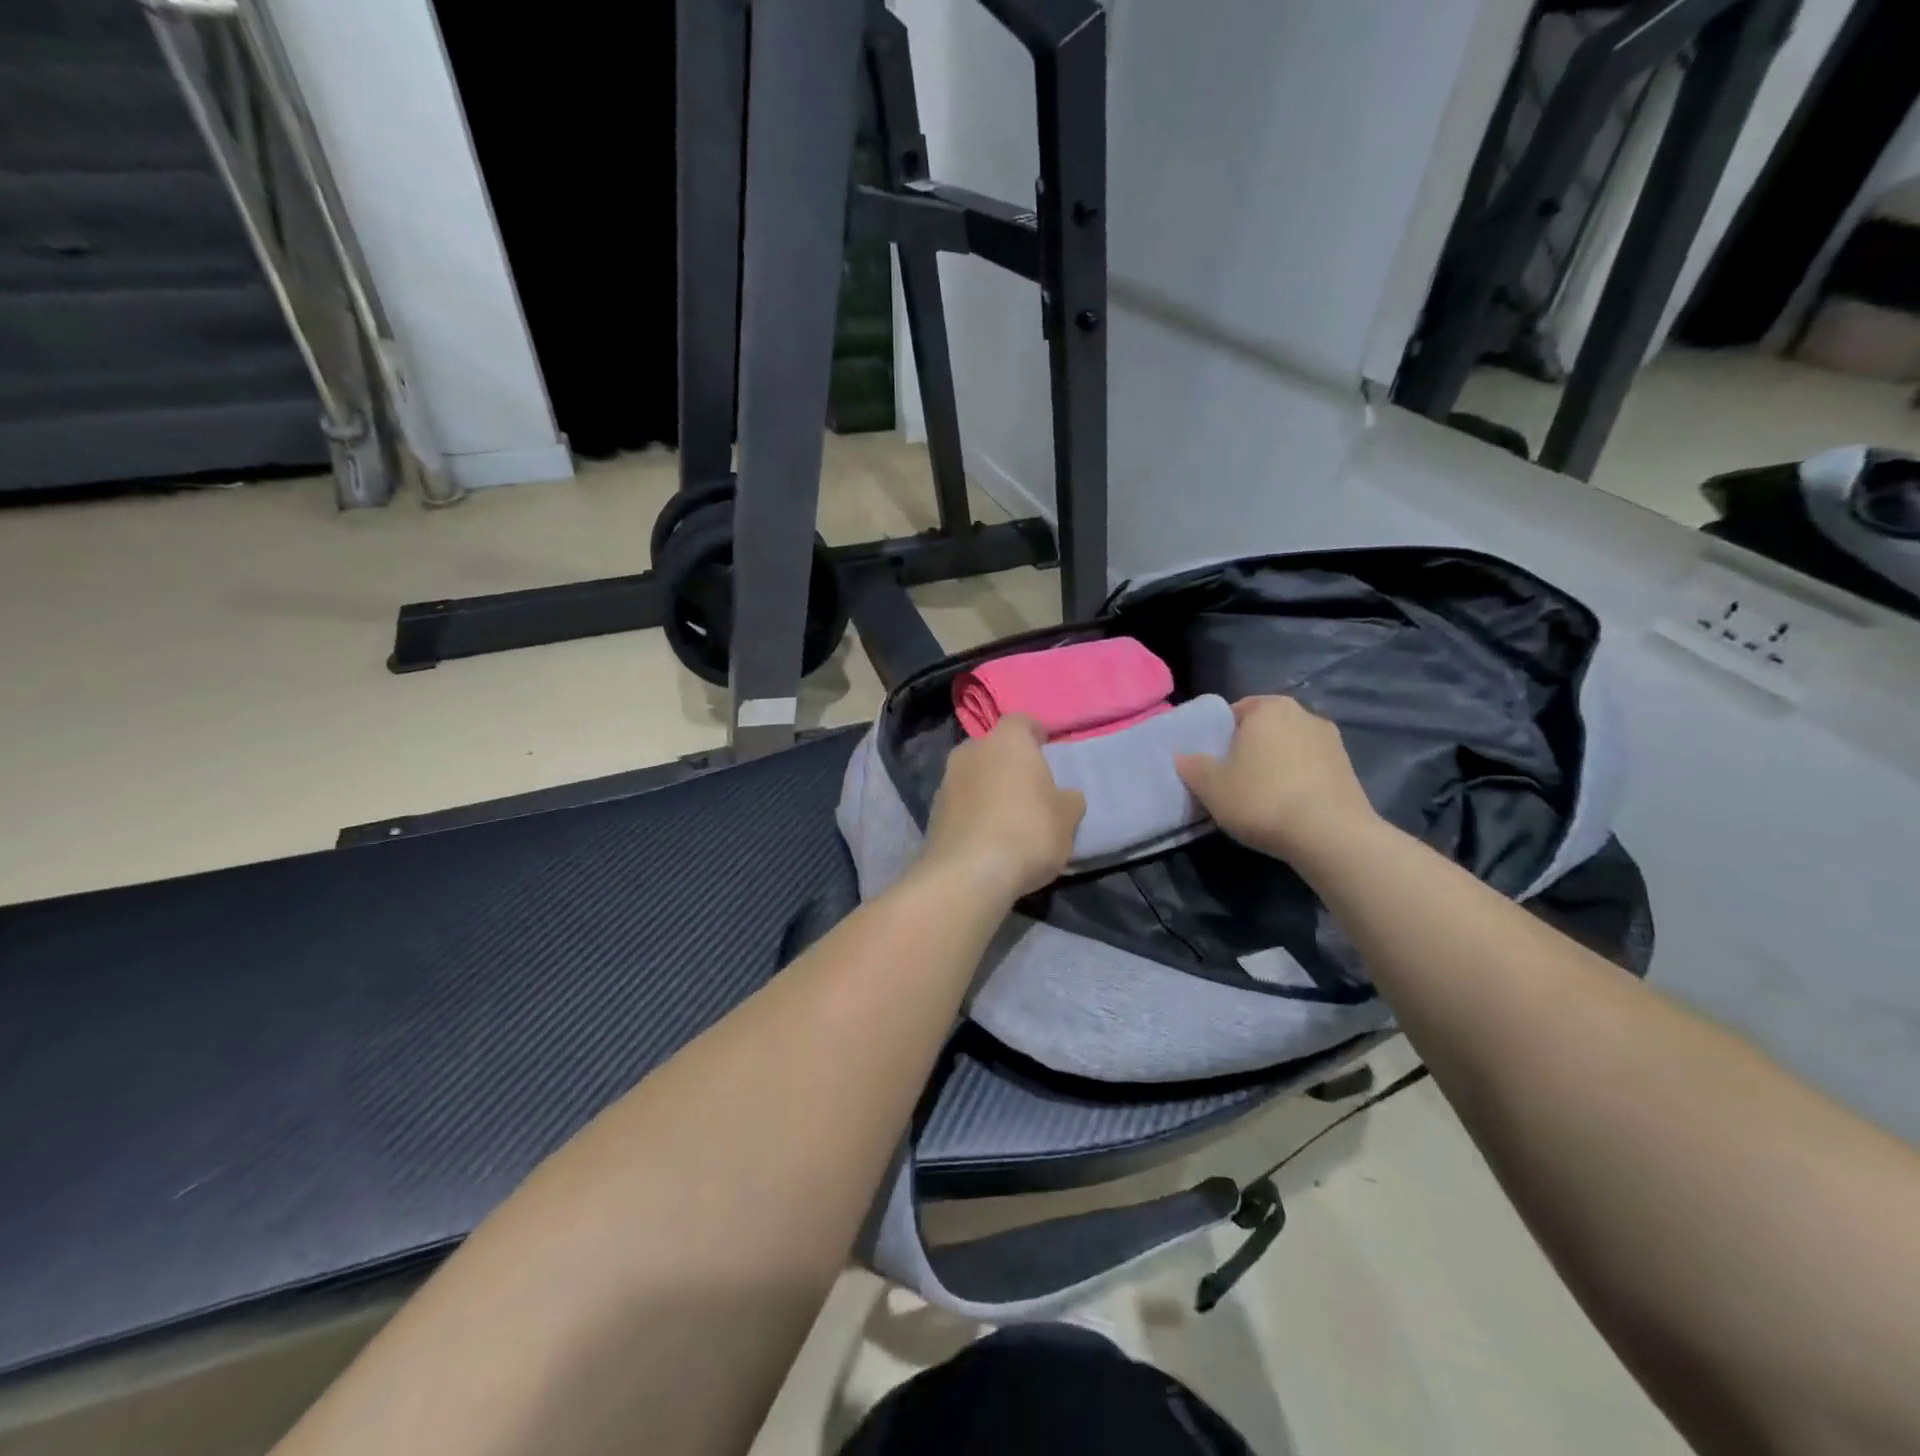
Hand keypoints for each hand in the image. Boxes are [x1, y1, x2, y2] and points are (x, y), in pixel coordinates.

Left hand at [918, 716, 1085, 903]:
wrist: (969, 874)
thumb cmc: (1028, 832)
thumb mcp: (1066, 819)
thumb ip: (1068, 800)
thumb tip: (1066, 796)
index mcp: (1007, 741)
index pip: (1021, 722)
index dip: (1034, 733)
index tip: (1045, 748)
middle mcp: (971, 751)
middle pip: (992, 748)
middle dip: (1007, 762)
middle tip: (1027, 786)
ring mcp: (946, 781)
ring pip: (972, 775)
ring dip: (986, 788)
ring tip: (1005, 816)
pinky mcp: (931, 812)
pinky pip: (959, 804)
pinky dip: (972, 812)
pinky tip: (986, 836)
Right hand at [1176, 696, 1380, 869]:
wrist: (1331, 835)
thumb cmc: (1262, 799)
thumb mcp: (1211, 786)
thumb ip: (1193, 766)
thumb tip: (1183, 757)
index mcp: (1268, 707)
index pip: (1234, 713)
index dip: (1219, 738)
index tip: (1212, 764)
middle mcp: (1303, 713)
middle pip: (1264, 729)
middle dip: (1248, 749)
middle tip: (1232, 780)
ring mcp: (1331, 740)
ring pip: (1289, 748)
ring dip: (1275, 766)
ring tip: (1261, 797)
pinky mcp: (1349, 768)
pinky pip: (1310, 768)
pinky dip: (1297, 781)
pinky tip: (1287, 807)